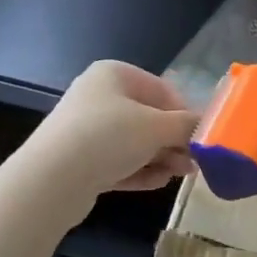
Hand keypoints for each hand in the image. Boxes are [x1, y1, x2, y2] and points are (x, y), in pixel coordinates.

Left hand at [24, 61, 198, 213]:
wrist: (50, 180)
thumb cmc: (108, 137)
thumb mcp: (156, 127)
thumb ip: (186, 125)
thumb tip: (205, 128)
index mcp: (114, 74)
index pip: (161, 89)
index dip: (185, 112)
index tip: (202, 137)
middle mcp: (99, 96)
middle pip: (148, 117)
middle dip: (173, 139)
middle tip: (196, 161)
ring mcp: (87, 129)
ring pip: (134, 142)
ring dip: (161, 157)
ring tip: (181, 175)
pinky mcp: (80, 161)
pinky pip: (118, 162)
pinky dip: (140, 170)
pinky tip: (159, 183)